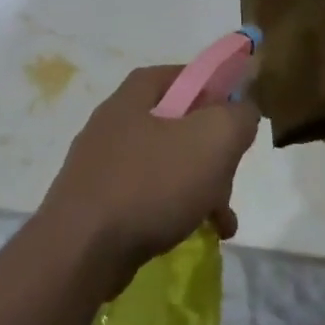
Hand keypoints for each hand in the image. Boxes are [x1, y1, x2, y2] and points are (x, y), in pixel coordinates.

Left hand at [39, 65, 260, 294]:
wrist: (81, 250)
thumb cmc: (150, 183)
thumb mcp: (212, 141)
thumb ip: (237, 116)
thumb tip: (243, 109)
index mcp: (136, 94)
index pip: (183, 75)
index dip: (214, 90)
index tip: (236, 117)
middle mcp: (115, 120)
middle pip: (177, 123)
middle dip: (212, 152)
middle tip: (230, 177)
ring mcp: (101, 162)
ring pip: (165, 164)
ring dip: (199, 187)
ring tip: (222, 219)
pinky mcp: (96, 200)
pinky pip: (146, 195)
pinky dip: (173, 210)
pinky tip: (194, 234)